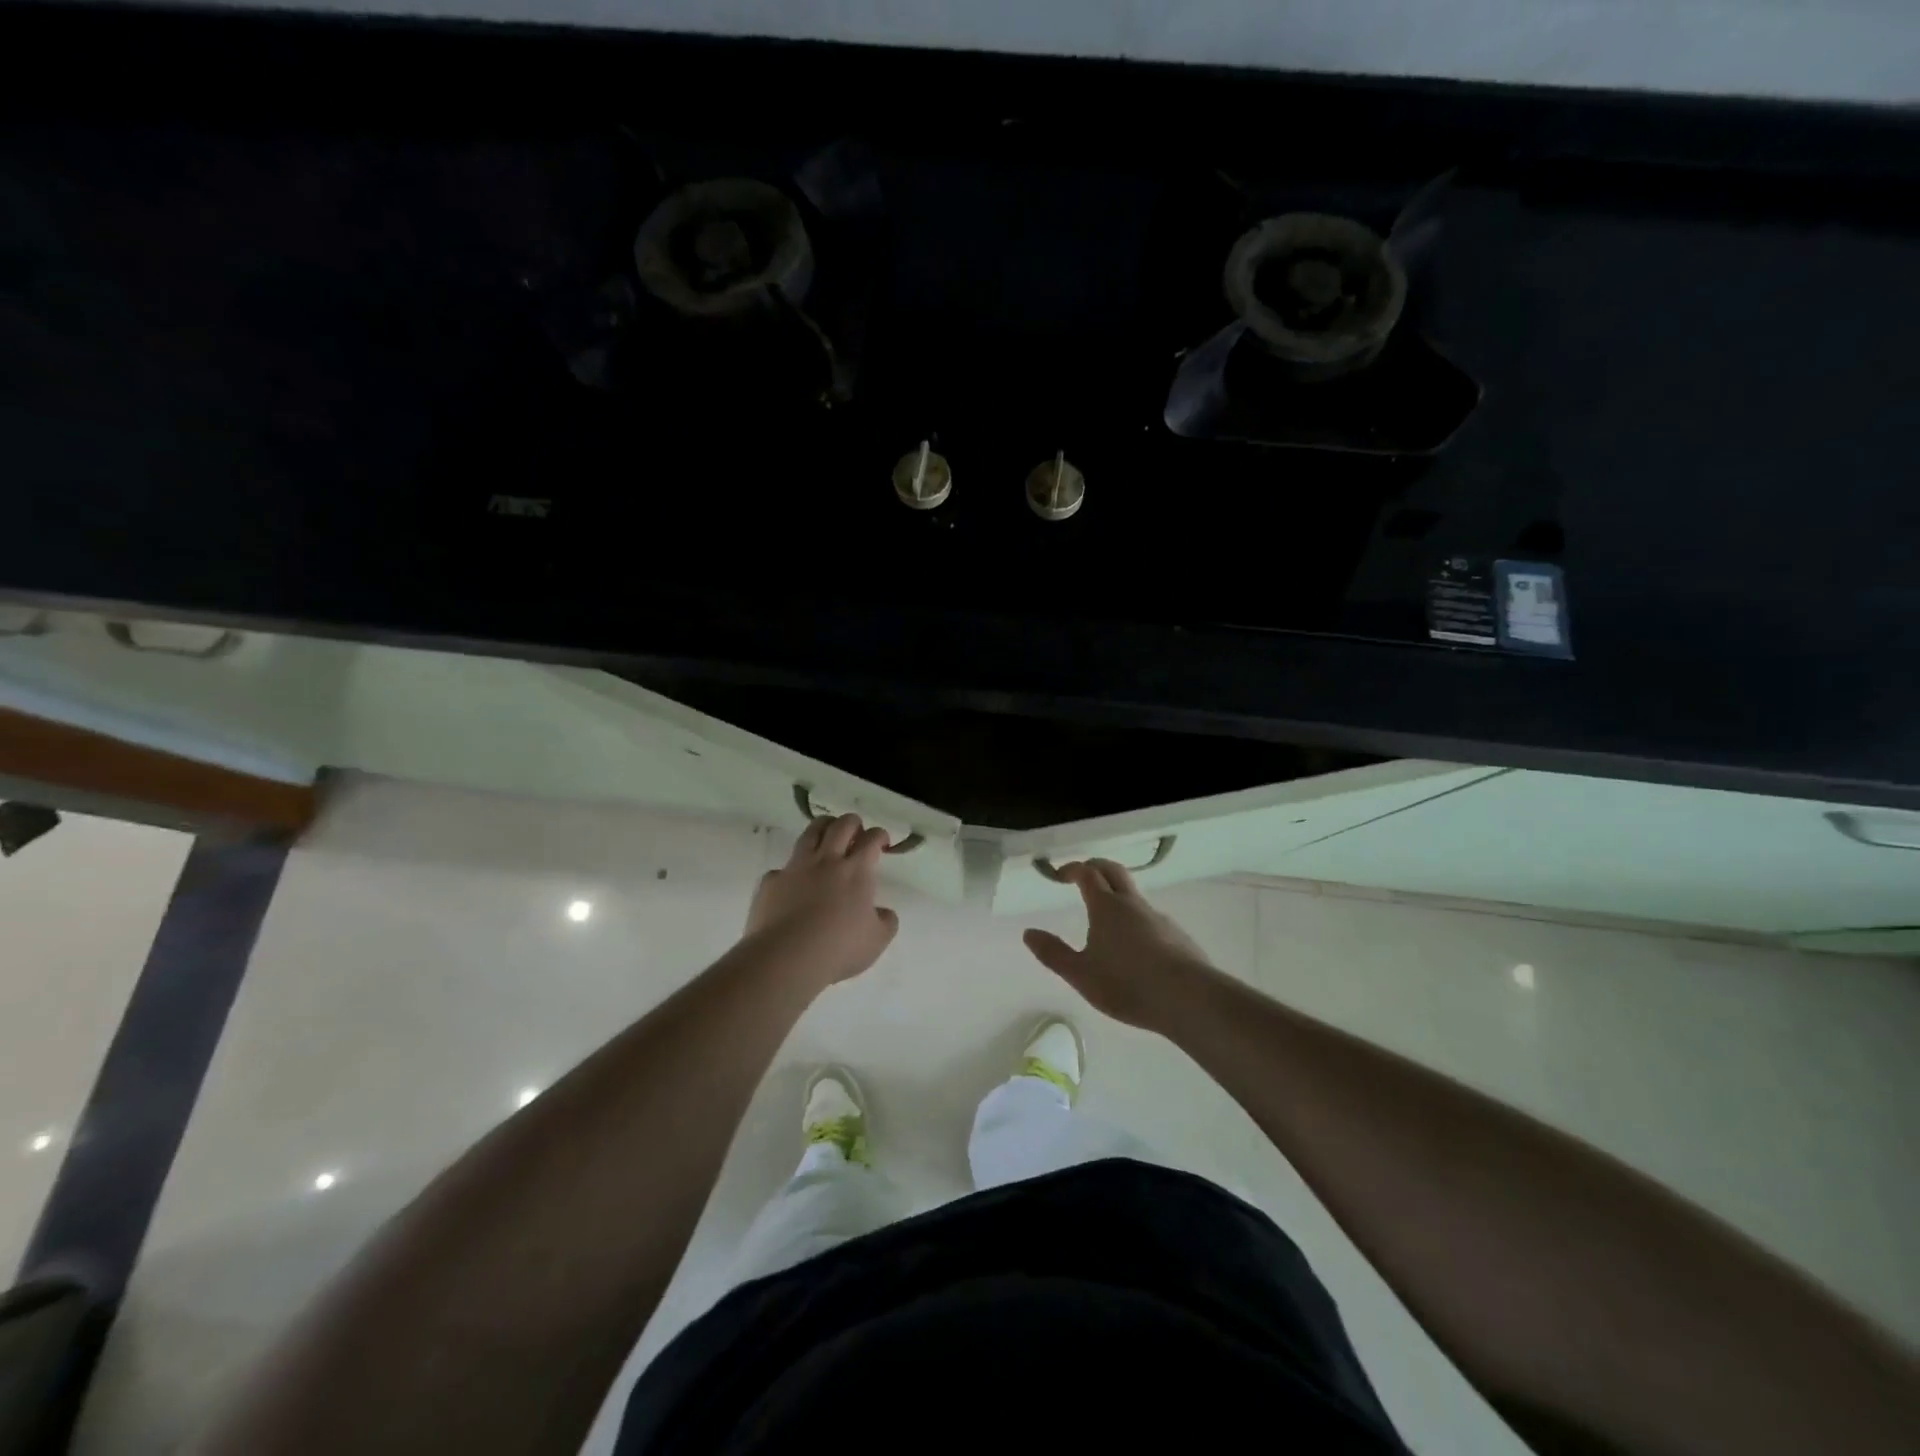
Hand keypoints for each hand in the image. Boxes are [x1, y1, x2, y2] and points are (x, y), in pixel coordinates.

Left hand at [744, 813, 899, 987]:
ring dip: (823, 827)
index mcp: (856, 871)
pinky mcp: (772, 881)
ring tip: (827, 834)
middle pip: (842, 825)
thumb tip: (883, 912)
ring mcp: (796, 868)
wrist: (787, 957)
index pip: (871, 839)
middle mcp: (827, 861)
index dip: (879, 835)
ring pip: (810, 833)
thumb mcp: (877, 940)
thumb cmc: (839, 948)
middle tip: (856, 831)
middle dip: (852, 823)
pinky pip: (783, 868)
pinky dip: (791, 871)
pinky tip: (794, 883)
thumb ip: (886, 921)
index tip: (882, 842)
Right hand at [1022, 859, 1216, 1029]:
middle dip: (1096, 866)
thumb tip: (1028, 933)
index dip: (1072, 869)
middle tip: (1082, 874)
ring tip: (1106, 919)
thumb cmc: (1127, 984)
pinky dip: (1136, 921)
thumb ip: (1053, 953)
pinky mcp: (1178, 936)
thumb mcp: (1081, 974)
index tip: (1059, 873)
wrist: (1189, 998)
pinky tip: (1136, 948)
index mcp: (1106, 907)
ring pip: (1134, 896)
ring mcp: (1159, 918)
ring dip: (1117, 896)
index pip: (1087, 874)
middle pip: (1114, 871)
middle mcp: (1133, 904)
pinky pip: (1151, 919)